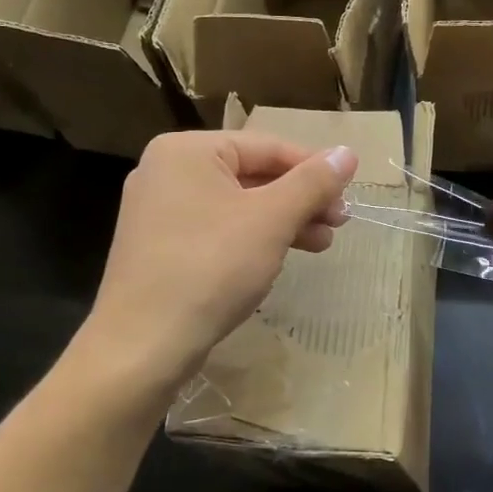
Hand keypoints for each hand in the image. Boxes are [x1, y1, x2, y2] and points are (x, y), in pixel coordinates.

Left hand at [87, 130, 358, 388]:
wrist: (143, 345)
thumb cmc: (211, 268)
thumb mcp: (271, 220)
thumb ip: (311, 182)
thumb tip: (348, 152)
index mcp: (188, 150)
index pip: (267, 146)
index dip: (314, 168)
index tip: (349, 194)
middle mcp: (167, 171)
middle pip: (251, 174)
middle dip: (300, 200)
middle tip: (339, 223)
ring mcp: (158, 211)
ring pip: (236, 205)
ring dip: (282, 222)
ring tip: (321, 245)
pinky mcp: (159, 248)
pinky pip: (216, 230)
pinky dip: (251, 239)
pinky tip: (279, 258)